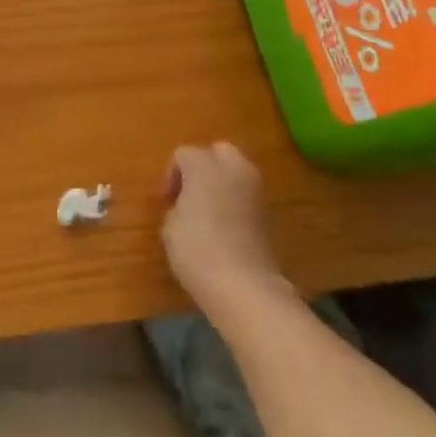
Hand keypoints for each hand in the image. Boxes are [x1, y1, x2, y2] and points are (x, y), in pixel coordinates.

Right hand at [162, 143, 287, 316]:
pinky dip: (236, 202)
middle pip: (218, 152)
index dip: (171, 175)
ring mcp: (255, 189)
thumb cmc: (196, 248)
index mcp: (203, 164)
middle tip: (190, 193)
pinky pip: (247, 195)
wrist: (243, 284)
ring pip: (237, 171)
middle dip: (204, 166)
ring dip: (222, 183)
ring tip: (208, 210)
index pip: (183, 155)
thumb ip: (177, 206)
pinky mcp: (269, 212)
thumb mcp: (170, 226)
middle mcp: (232, 168)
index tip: (167, 201)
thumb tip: (186, 207)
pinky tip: (225, 225)